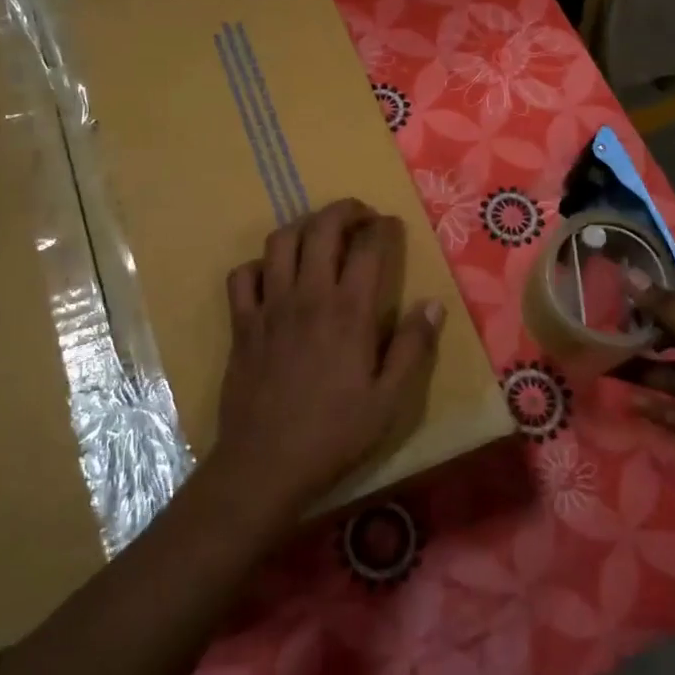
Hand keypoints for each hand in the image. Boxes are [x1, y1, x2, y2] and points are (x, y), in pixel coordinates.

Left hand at [209, 198, 443, 527]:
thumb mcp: (390, 400)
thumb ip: (413, 348)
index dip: (383, 228)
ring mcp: (270, 306)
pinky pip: (242, 275)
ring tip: (319, 234)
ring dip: (303, 226)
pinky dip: (259, 264)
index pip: (369, 248)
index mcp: (349, 312)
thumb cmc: (335, 433)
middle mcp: (308, 296)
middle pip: (322, 228)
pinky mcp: (242, 323)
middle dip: (344, 210)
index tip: (392, 225)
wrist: (266, 463)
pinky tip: (274, 275)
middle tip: (360, 216)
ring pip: (280, 241)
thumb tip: (433, 304)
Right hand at [615, 283, 674, 498]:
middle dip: (644, 334)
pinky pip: (673, 410)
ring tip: (604, 363)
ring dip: (641, 369)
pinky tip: (626, 400)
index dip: (658, 297)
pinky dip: (653, 406)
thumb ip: (670, 309)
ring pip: (671, 374)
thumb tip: (630, 275)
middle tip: (605, 330)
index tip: (619, 294)